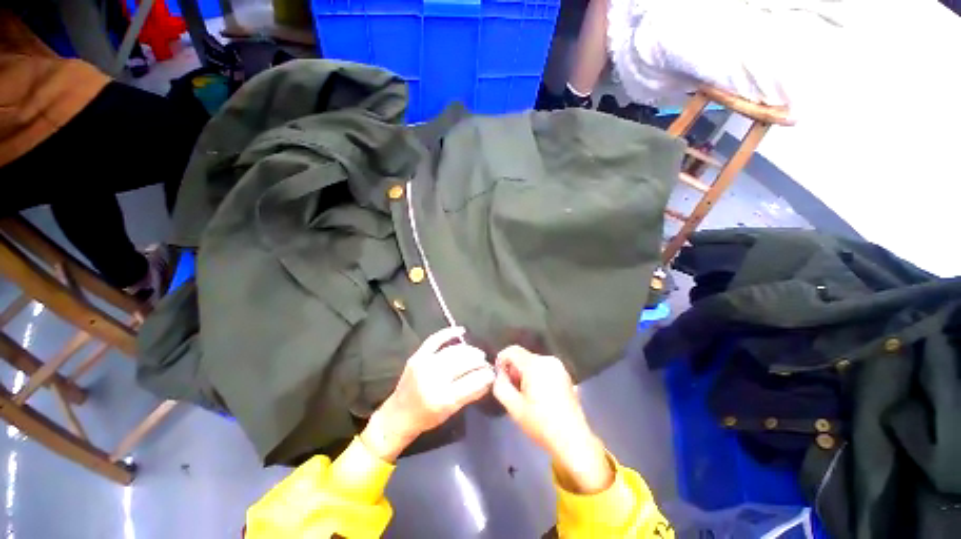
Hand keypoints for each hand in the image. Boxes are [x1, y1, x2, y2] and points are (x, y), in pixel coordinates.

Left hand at [361, 327, 493, 461]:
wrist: (397, 415)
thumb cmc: (426, 418)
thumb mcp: (451, 412)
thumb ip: (470, 395)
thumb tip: (489, 380)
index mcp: (442, 399)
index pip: (472, 381)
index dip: (486, 375)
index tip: (492, 373)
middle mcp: (433, 379)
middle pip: (464, 363)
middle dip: (479, 361)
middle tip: (485, 363)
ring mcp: (424, 365)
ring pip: (454, 351)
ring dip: (470, 350)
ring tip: (477, 354)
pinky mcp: (417, 356)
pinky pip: (435, 339)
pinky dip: (449, 333)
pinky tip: (461, 331)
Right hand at [492, 346, 613, 493]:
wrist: (573, 440)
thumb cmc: (541, 424)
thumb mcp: (514, 407)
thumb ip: (500, 386)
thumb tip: (499, 375)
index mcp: (535, 364)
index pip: (512, 350)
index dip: (501, 360)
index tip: (499, 377)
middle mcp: (548, 360)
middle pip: (523, 356)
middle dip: (514, 370)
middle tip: (512, 390)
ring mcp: (559, 367)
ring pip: (534, 363)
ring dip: (525, 374)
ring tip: (526, 395)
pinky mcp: (566, 375)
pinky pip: (544, 369)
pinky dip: (537, 377)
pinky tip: (539, 396)